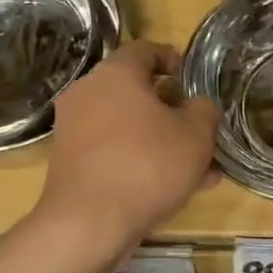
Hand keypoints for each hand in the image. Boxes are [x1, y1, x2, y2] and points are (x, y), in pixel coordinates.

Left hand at [37, 41, 220, 248]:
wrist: (88, 222)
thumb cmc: (147, 165)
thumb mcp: (196, 135)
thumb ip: (204, 110)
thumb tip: (198, 105)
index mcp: (116, 73)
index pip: (145, 50)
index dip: (171, 59)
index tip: (190, 77)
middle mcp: (88, 92)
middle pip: (135, 91)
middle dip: (169, 109)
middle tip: (197, 128)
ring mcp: (73, 128)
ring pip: (127, 126)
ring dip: (160, 140)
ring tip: (195, 168)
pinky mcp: (69, 161)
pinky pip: (112, 150)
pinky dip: (138, 159)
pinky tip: (169, 188)